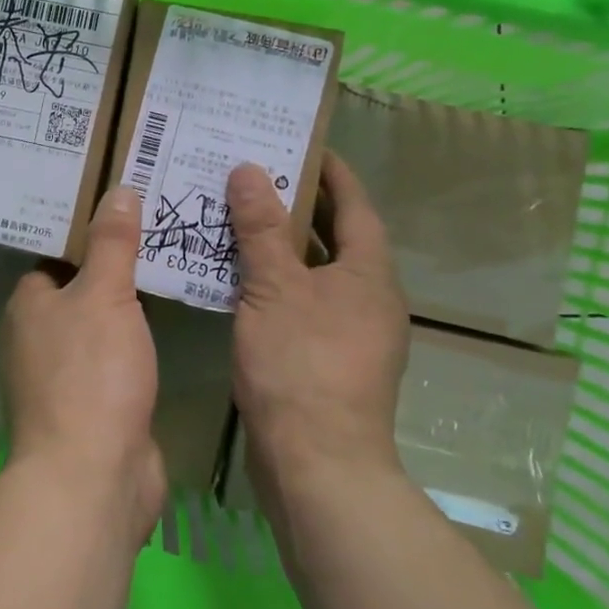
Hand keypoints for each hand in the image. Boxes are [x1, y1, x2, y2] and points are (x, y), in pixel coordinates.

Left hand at [2, 187, 166, 543]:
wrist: (95, 477)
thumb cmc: (91, 373)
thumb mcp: (104, 295)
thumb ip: (112, 243)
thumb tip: (118, 188)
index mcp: (28, 304)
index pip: (55, 254)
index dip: (87, 231)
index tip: (124, 206)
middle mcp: (37, 337)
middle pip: (79, 288)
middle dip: (114, 264)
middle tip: (156, 227)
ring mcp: (64, 375)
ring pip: (99, 324)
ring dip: (127, 304)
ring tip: (169, 262)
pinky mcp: (93, 405)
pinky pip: (115, 357)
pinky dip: (136, 341)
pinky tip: (168, 322)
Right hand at [227, 153, 410, 527]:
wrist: (317, 466)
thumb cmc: (301, 364)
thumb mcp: (275, 287)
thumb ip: (261, 228)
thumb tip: (250, 170)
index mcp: (369, 274)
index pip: (354, 205)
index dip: (332, 172)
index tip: (302, 143)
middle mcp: (369, 298)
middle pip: (336, 237)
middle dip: (300, 204)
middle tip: (256, 173)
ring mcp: (352, 333)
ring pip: (316, 272)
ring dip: (283, 245)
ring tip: (239, 216)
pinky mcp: (329, 360)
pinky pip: (303, 302)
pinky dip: (277, 282)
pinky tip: (239, 278)